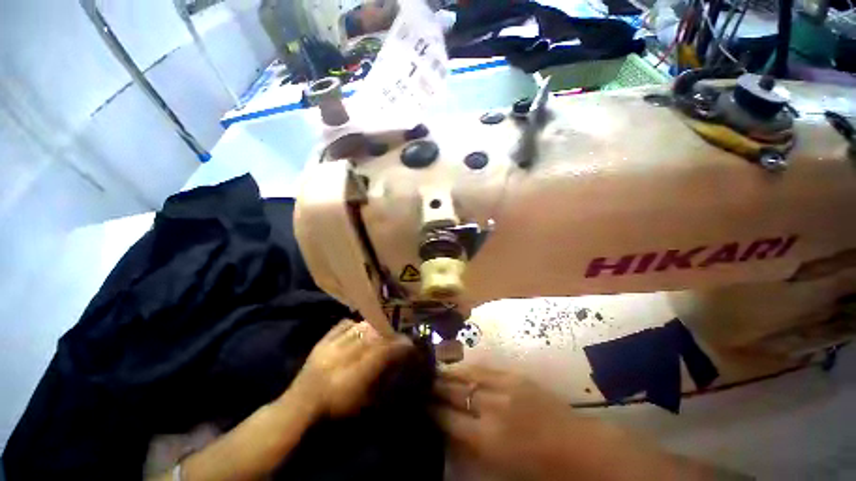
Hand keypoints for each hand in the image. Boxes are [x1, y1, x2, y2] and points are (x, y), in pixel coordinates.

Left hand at [290, 319, 410, 417]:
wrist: (299, 405)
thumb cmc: (333, 409)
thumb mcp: (360, 401)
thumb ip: (379, 379)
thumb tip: (396, 360)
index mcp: (351, 376)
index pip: (380, 353)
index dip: (397, 345)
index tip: (409, 343)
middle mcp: (341, 357)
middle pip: (372, 337)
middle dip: (389, 333)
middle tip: (399, 335)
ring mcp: (330, 346)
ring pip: (359, 328)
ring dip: (375, 327)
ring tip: (383, 330)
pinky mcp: (322, 341)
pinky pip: (344, 324)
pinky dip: (356, 324)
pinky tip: (362, 327)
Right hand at [433, 364, 580, 479]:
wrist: (581, 449)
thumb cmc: (540, 470)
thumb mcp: (500, 468)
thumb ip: (470, 448)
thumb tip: (448, 429)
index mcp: (488, 439)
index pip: (448, 418)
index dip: (431, 409)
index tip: (420, 403)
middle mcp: (493, 408)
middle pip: (455, 392)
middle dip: (436, 387)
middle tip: (422, 382)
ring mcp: (506, 387)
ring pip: (468, 375)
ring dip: (449, 373)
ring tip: (435, 371)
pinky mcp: (516, 376)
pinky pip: (485, 368)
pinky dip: (469, 368)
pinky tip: (460, 367)